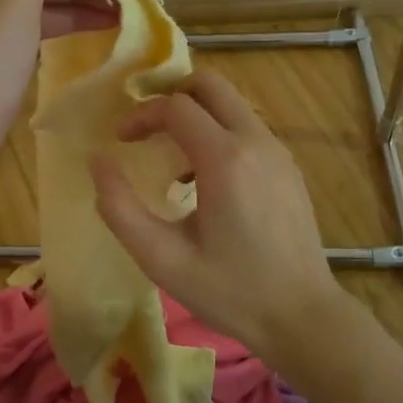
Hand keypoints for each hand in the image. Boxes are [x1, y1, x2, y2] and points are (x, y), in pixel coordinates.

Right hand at [89, 68, 346, 363]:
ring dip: (196, 116)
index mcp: (225, 159)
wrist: (304, 317)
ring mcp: (279, 152)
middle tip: (145, 127)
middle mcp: (256, 142)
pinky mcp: (289, 167)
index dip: (141, 116)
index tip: (120, 141)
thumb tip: (98, 161)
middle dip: (171, 96)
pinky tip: (206, 180)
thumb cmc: (230, 291)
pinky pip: (248, 129)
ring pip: (232, 105)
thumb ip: (120, 208)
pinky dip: (219, 133)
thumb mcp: (163, 259)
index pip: (176, 106)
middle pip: (210, 85)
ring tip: (171, 159)